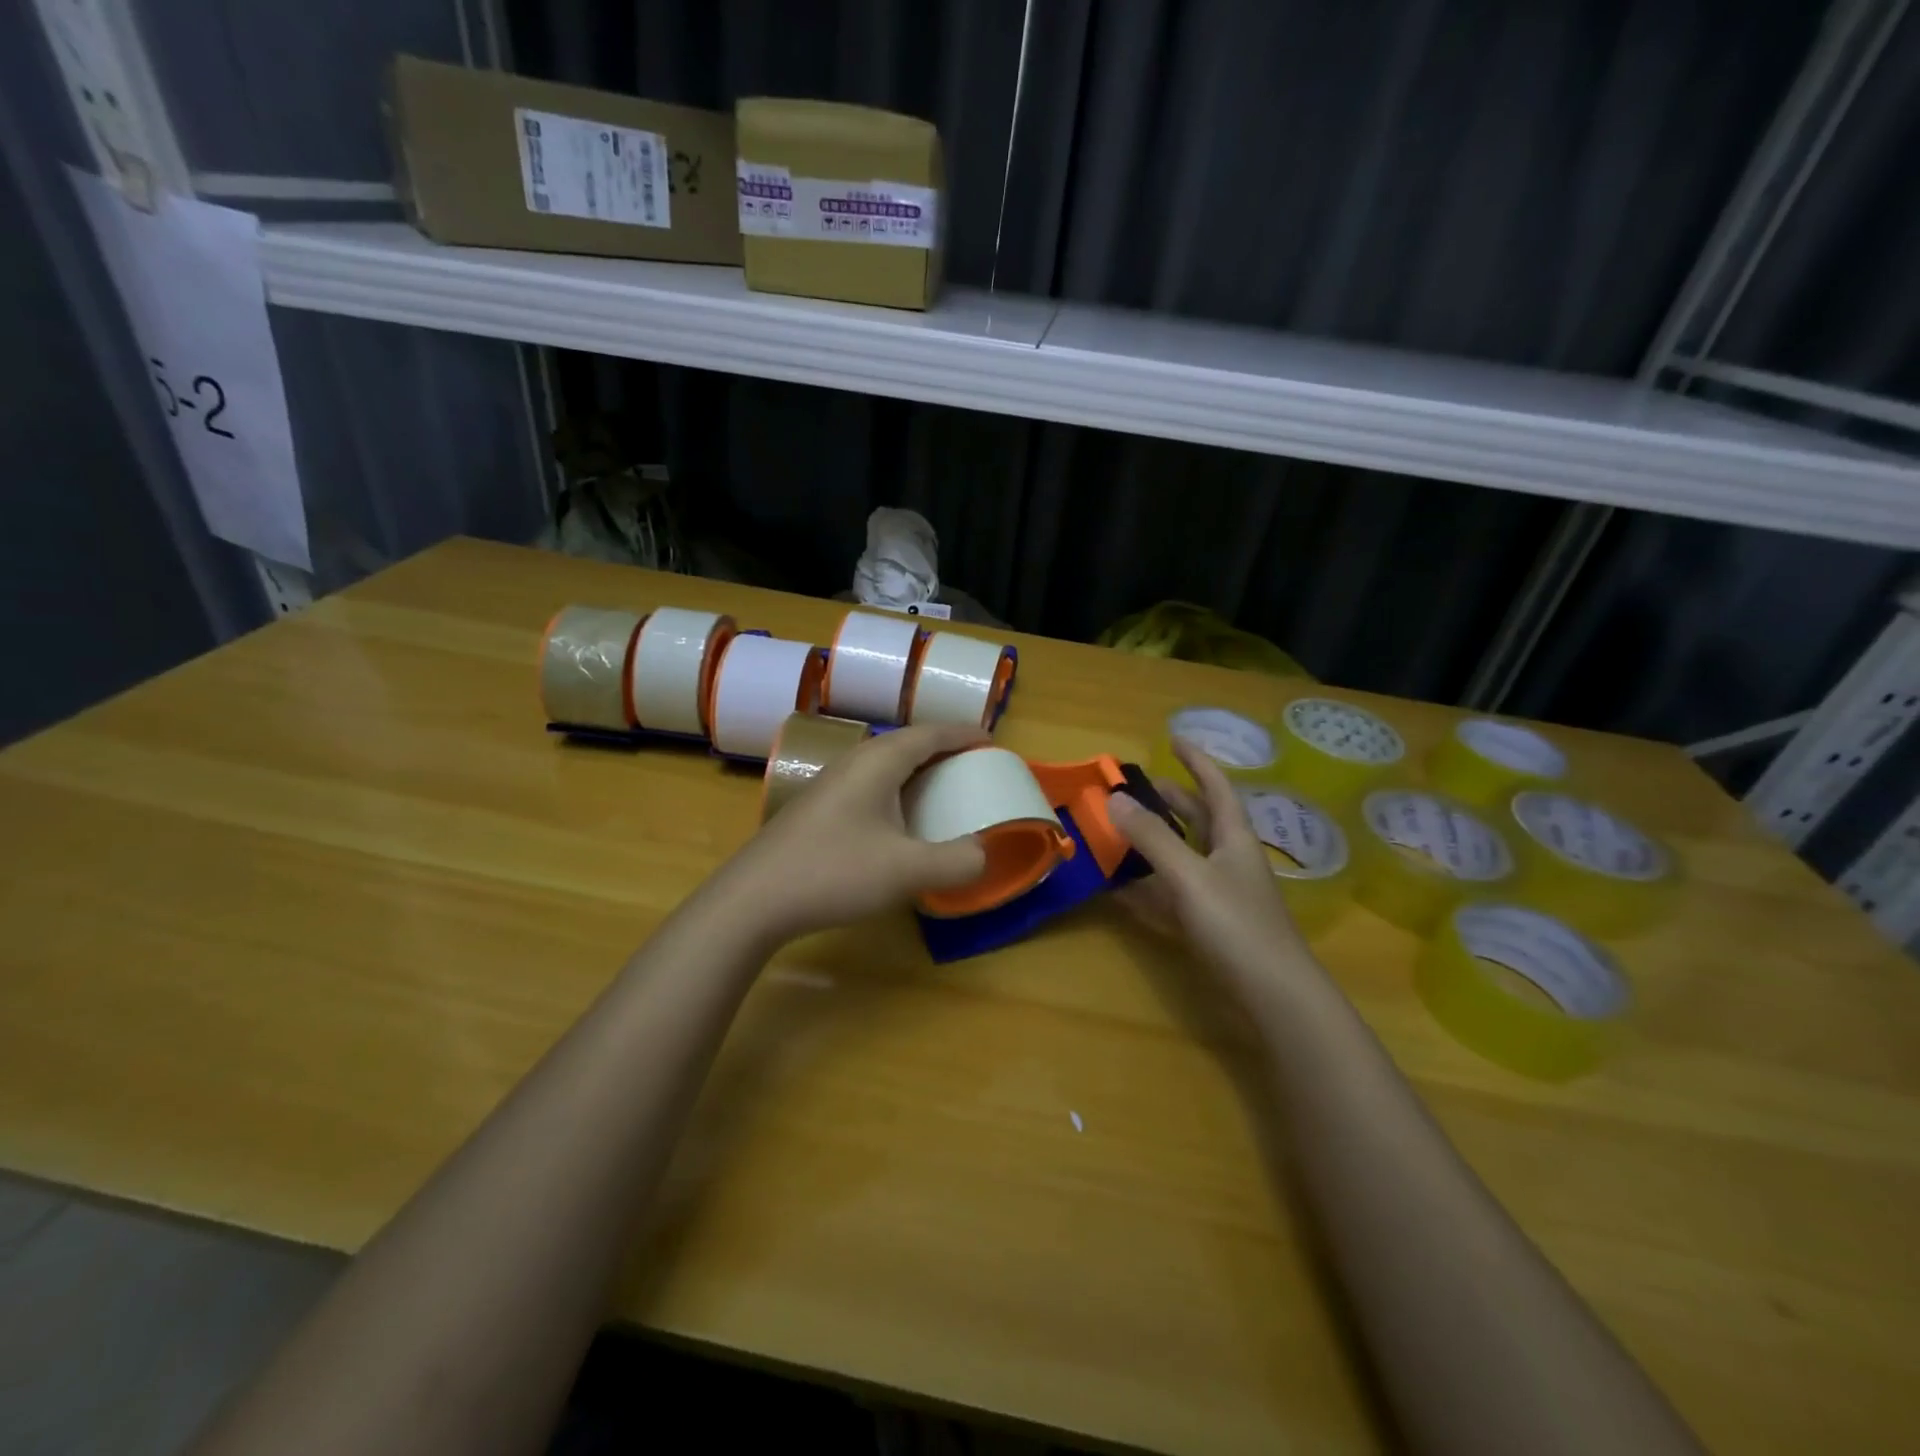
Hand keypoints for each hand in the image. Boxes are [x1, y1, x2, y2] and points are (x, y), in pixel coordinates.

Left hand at [719, 724, 990, 942]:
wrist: (754, 899)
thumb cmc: (835, 873)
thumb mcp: (907, 871)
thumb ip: (956, 861)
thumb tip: (984, 853)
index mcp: (879, 762)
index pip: (930, 733)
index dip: (964, 735)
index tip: (992, 741)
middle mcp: (854, 762)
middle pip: (907, 743)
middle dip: (943, 750)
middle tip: (972, 766)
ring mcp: (830, 784)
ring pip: (884, 764)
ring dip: (916, 770)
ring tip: (941, 788)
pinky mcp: (817, 808)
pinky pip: (868, 784)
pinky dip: (896, 790)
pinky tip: (897, 820)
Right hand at [1109, 739, 1319, 1011]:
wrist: (1274, 995)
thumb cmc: (1237, 925)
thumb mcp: (1189, 876)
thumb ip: (1152, 838)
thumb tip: (1115, 798)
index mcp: (1234, 838)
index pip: (1216, 787)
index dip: (1196, 761)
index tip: (1173, 738)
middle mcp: (1230, 860)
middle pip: (1201, 819)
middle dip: (1172, 799)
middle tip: (1139, 787)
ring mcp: (1221, 894)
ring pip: (1185, 856)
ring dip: (1156, 842)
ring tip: (1123, 831)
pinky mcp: (1210, 926)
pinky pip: (1173, 895)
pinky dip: (1149, 887)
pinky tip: (1122, 890)